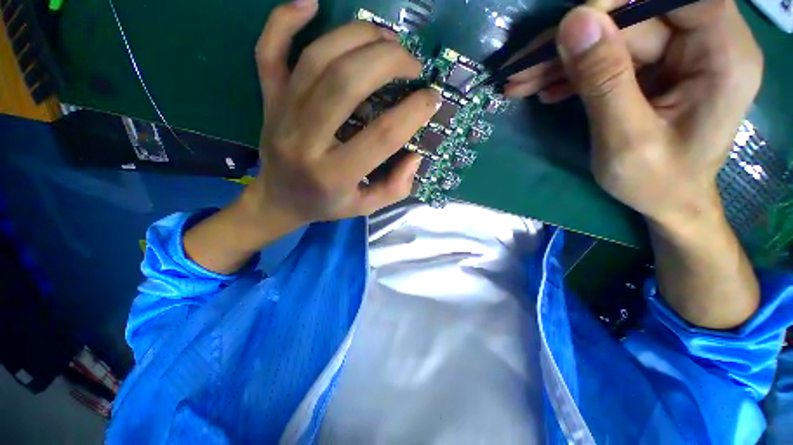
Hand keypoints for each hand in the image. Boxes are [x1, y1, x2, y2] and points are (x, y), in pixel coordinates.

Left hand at [250, 0, 439, 228]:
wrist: (278, 199)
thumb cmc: (326, 204)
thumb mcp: (366, 207)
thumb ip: (396, 187)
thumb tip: (415, 154)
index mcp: (334, 174)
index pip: (382, 135)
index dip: (413, 112)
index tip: (432, 98)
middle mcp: (305, 140)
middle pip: (348, 82)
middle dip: (389, 61)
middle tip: (411, 64)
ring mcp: (281, 113)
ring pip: (317, 58)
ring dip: (358, 36)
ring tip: (387, 40)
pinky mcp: (268, 99)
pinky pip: (269, 50)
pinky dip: (286, 18)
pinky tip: (311, 4)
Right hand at [512, 0, 761, 226]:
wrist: (666, 203)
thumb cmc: (657, 183)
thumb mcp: (627, 140)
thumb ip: (604, 81)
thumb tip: (574, 21)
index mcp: (722, 55)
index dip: (620, 3)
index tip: (570, 26)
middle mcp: (704, 44)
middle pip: (632, 19)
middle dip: (572, 42)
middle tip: (519, 70)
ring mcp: (676, 56)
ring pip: (611, 38)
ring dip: (561, 60)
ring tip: (518, 83)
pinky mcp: (653, 69)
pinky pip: (608, 58)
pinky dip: (572, 74)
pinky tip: (545, 90)